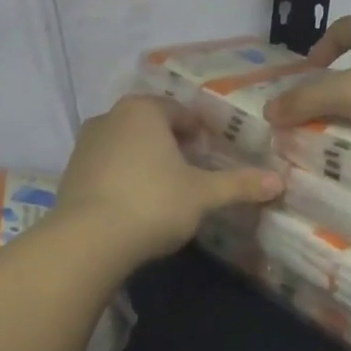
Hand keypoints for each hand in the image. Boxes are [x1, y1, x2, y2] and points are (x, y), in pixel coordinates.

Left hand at [56, 96, 283, 262]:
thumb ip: (239, 184)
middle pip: (150, 125)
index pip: (179, 112)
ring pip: (126, 144)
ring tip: (164, 189)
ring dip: (145, 159)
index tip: (211, 154)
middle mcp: (110, 117)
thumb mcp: (203, 195)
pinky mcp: (71, 171)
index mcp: (143, 110)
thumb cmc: (153, 203)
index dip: (199, 132)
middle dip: (171, 144)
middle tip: (192, 172)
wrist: (88, 239)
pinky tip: (134, 203)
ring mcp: (85, 143)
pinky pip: (106, 166)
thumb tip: (280, 180)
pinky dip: (122, 176)